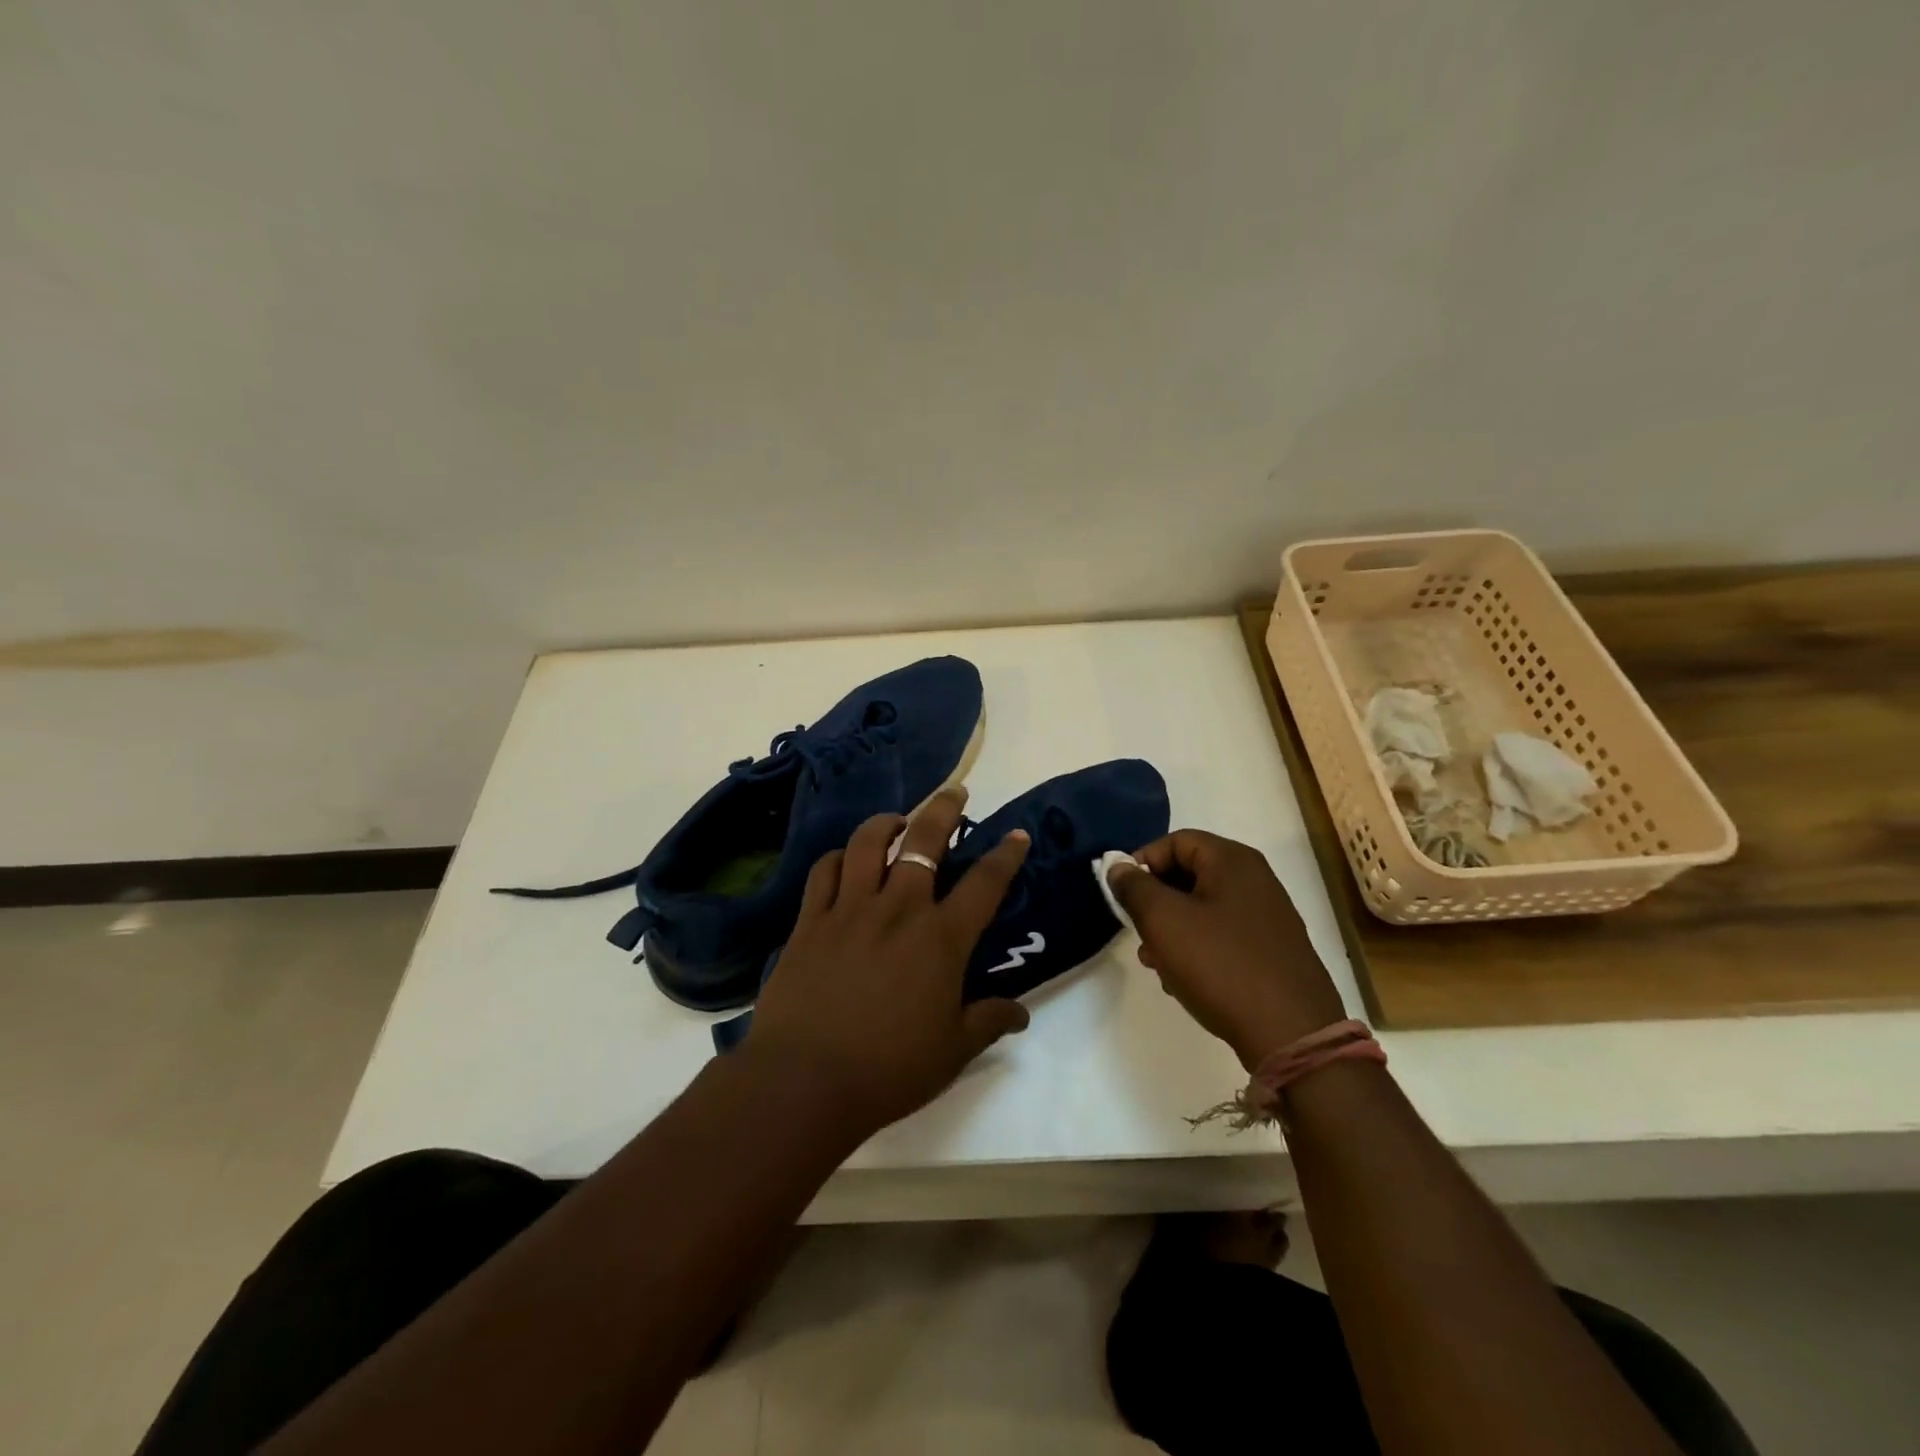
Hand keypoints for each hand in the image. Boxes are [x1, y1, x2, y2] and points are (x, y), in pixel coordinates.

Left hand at [741, 790, 1031, 1139]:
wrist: (804, 1082)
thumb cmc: (888, 1069)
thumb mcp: (952, 1051)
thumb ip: (988, 1021)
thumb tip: (1020, 1012)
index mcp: (940, 939)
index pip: (984, 884)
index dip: (1005, 855)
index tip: (1016, 834)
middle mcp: (897, 910)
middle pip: (924, 841)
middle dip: (944, 809)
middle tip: (954, 792)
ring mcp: (849, 910)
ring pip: (868, 843)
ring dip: (887, 822)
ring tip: (897, 821)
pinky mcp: (809, 921)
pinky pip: (824, 871)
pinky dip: (839, 857)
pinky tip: (845, 860)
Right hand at [1107, 830, 1347, 1069]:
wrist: (1292, 1035)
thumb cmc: (1221, 965)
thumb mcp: (1164, 921)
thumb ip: (1134, 887)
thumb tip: (1118, 866)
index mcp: (1233, 861)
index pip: (1175, 841)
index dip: (1142, 862)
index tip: (1121, 895)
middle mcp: (1255, 880)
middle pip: (1189, 874)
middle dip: (1155, 902)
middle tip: (1137, 932)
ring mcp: (1268, 917)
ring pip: (1203, 909)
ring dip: (1172, 930)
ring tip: (1156, 964)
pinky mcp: (1273, 952)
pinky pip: (1223, 936)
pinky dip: (1197, 949)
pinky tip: (1184, 981)